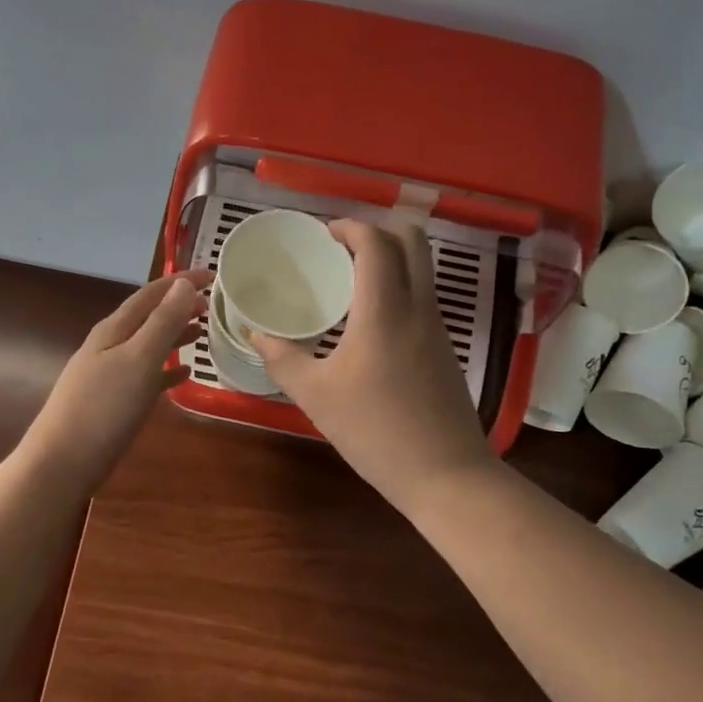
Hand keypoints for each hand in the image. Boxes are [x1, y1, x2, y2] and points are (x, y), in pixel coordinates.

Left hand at [23, 269, 208, 495]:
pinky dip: (167, 370)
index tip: (214, 274)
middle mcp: (110, 345)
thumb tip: (183, 284)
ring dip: (174, 334)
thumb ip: (162, 322)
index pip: (152, 293)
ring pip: (148, 344)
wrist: (62, 463)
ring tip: (203, 332)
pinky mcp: (113, 401)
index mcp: (114, 329)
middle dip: (179, 306)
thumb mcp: (138, 360)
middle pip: (149, 316)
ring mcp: (109, 373)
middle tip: (214, 305)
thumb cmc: (103, 408)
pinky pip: (146, 375)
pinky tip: (184, 376)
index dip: (181, 281)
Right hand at [251, 220, 496, 513]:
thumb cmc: (375, 432)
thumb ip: (283, 359)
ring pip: (422, 269)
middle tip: (342, 248)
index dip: (351, 227)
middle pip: (413, 241)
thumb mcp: (316, 396)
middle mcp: (418, 307)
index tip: (325, 234)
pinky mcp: (445, 349)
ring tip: (350, 281)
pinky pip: (423, 297)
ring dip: (390, 259)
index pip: (377, 243)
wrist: (445, 474)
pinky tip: (370, 321)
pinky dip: (399, 287)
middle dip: (378, 231)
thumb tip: (257, 333)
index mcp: (385, 311)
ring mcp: (438, 328)